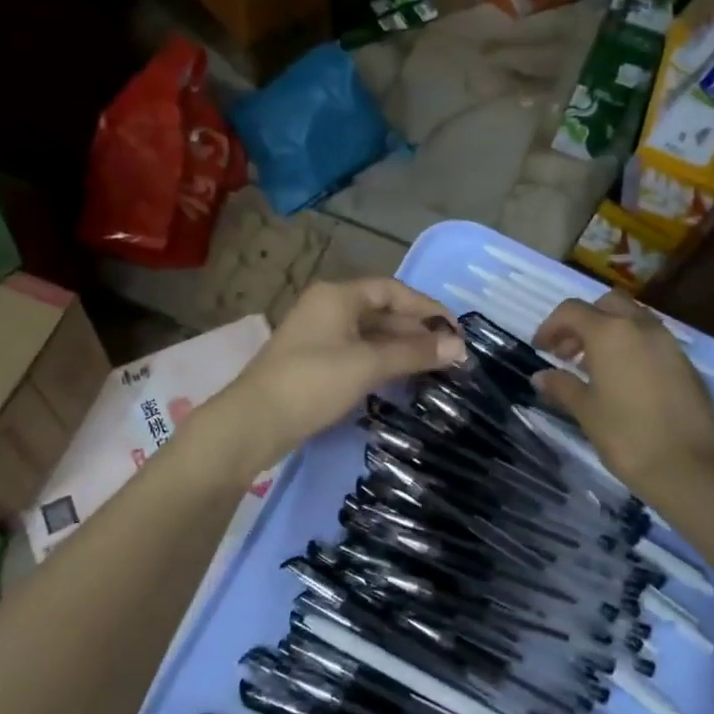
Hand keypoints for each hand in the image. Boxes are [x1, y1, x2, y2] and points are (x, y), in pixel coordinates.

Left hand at [214, 279, 466, 472]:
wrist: (254, 422)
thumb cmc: (312, 383)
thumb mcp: (367, 365)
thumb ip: (413, 353)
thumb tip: (459, 347)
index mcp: (337, 296)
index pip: (392, 290)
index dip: (426, 308)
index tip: (455, 331)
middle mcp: (327, 308)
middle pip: (381, 311)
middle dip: (416, 331)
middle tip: (450, 355)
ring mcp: (318, 336)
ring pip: (369, 335)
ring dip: (400, 349)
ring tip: (433, 368)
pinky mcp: (313, 363)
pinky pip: (357, 353)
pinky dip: (381, 362)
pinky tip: (401, 379)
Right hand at [532, 290, 713, 500]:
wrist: (687, 467)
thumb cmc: (625, 435)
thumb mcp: (585, 410)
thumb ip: (562, 386)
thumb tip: (542, 377)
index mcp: (610, 333)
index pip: (572, 311)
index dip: (551, 326)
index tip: (541, 349)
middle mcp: (641, 328)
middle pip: (607, 304)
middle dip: (584, 321)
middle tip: (569, 353)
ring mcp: (668, 344)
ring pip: (634, 319)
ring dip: (610, 332)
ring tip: (594, 368)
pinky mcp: (686, 364)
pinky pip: (653, 341)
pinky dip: (633, 347)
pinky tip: (624, 382)